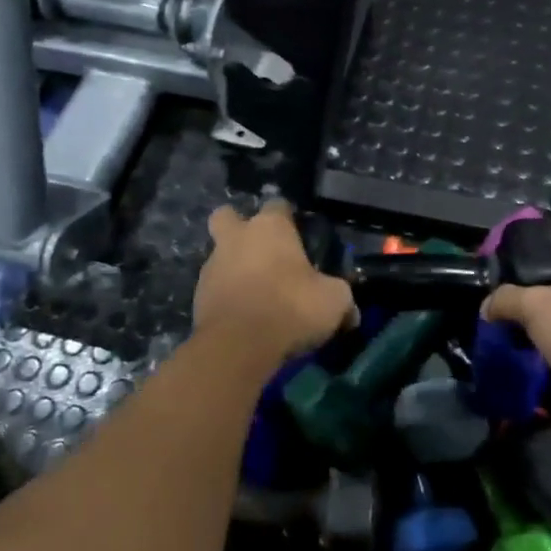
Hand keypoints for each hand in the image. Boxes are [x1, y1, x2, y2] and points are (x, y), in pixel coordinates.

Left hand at [194, 200, 356, 365]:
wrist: (237, 346)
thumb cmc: (291, 308)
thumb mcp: (334, 302)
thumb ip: (342, 298)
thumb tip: (352, 312)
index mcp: (271, 227)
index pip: (278, 205)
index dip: (288, 217)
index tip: (298, 235)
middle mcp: (237, 237)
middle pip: (228, 216)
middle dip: (239, 226)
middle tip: (260, 250)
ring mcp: (212, 265)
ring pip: (219, 253)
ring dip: (233, 265)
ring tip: (255, 292)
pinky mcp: (197, 295)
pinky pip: (214, 286)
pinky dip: (226, 295)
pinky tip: (243, 314)